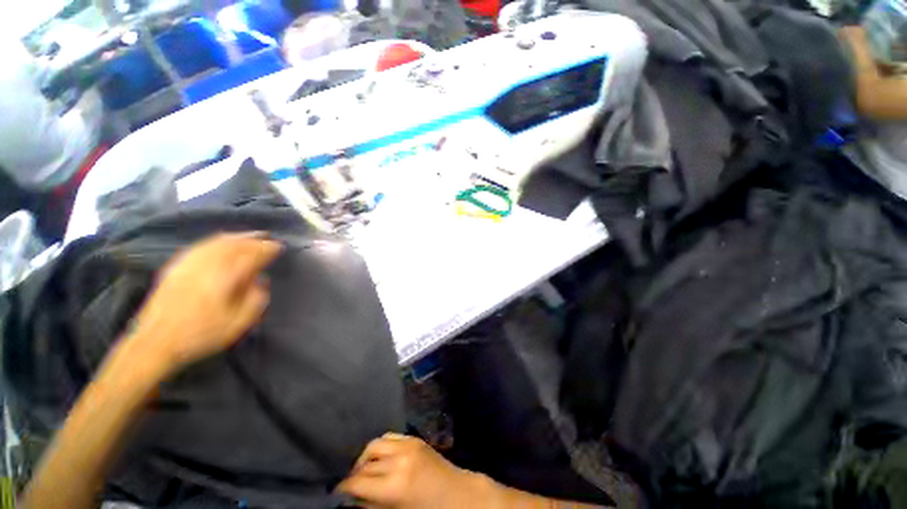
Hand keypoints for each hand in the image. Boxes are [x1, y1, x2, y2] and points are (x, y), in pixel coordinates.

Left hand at [126, 233, 281, 374]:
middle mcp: (208, 265)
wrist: (155, 342)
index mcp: (226, 278)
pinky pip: (201, 246)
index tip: (279, 247)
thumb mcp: (238, 323)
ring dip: (237, 236)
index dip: (267, 249)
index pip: (252, 255)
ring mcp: (190, 264)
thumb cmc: (201, 335)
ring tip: (249, 236)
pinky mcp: (176, 267)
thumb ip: (256, 300)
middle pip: (235, 244)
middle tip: (267, 236)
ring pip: (217, 242)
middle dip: (254, 239)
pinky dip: (216, 240)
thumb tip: (261, 281)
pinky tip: (221, 241)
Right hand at [338, 433, 493, 508]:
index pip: (357, 482)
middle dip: (353, 474)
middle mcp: (399, 459)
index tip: (336, 493)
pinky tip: (380, 457)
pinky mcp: (414, 438)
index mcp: (394, 486)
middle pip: (365, 463)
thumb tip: (352, 499)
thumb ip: (371, 505)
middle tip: (349, 485)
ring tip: (363, 470)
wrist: (458, 495)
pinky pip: (390, 436)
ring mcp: (408, 444)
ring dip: (365, 457)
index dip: (343, 488)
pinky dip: (381, 445)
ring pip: (375, 444)